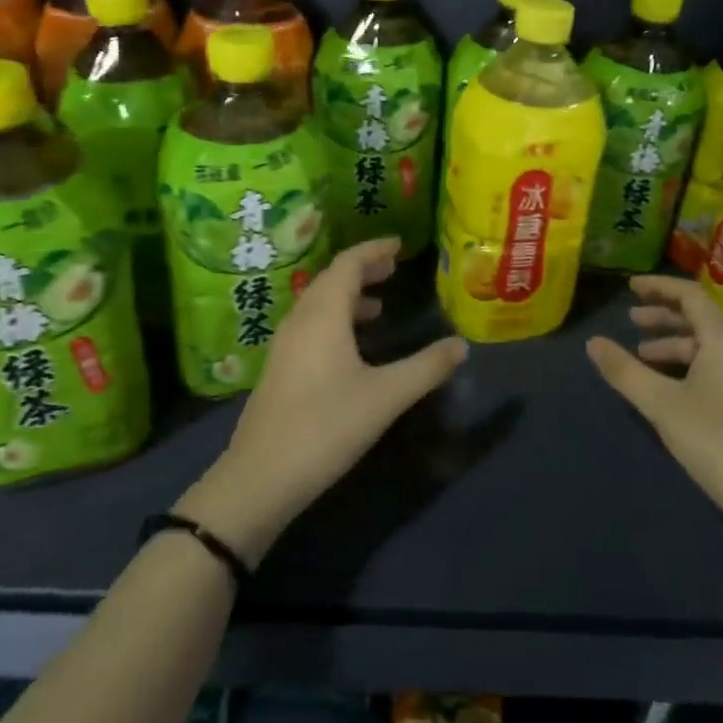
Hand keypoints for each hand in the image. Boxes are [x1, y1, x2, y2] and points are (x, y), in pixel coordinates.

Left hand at [178, 238, 468, 562]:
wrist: (260, 478)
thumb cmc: (327, 427)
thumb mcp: (387, 397)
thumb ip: (426, 367)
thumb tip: (461, 345)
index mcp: (323, 315)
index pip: (348, 264)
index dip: (373, 250)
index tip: (398, 245)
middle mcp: (300, 320)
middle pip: (330, 280)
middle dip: (362, 269)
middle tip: (393, 268)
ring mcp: (284, 345)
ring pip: (317, 304)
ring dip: (347, 296)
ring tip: (378, 305)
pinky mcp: (279, 369)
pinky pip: (310, 325)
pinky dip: (335, 319)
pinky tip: (352, 346)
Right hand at [586, 275, 722, 535]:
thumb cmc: (715, 439)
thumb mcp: (661, 403)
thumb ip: (624, 370)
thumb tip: (593, 343)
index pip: (691, 296)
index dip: (659, 287)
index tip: (630, 287)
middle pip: (700, 318)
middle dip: (663, 315)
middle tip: (630, 320)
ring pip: (706, 345)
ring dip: (672, 343)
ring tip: (641, 355)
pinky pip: (714, 365)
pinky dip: (686, 364)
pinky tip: (667, 385)